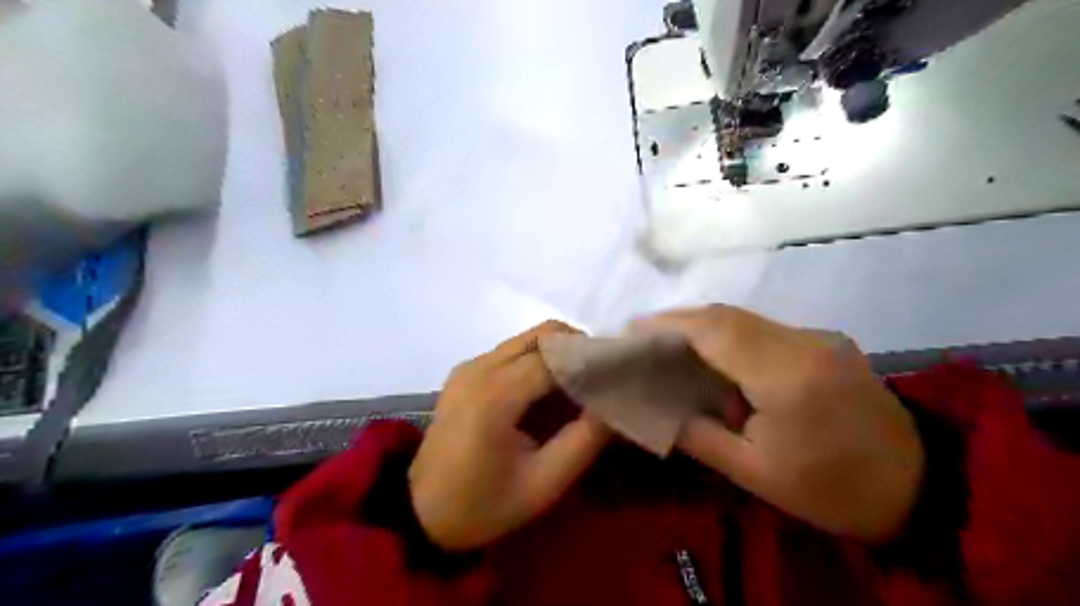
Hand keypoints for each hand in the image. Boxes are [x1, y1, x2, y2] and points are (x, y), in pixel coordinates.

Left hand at [411, 323, 611, 553]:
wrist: (420, 514)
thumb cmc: (484, 505)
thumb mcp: (544, 483)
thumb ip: (584, 439)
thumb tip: (615, 402)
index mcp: (495, 395)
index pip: (555, 356)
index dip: (591, 359)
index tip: (619, 373)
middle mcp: (479, 368)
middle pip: (541, 335)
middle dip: (577, 348)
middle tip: (600, 378)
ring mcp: (468, 367)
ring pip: (526, 339)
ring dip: (557, 353)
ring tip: (577, 386)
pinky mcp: (464, 372)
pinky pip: (509, 351)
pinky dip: (536, 360)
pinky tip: (546, 392)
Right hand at [635, 308, 923, 542]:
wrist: (920, 487)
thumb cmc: (831, 489)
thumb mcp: (754, 472)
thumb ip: (698, 434)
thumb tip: (658, 407)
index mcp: (787, 376)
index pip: (715, 331)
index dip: (668, 324)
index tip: (631, 330)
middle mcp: (804, 342)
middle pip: (728, 316)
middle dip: (678, 321)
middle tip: (642, 337)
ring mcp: (819, 337)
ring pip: (744, 318)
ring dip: (701, 326)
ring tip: (666, 344)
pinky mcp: (824, 341)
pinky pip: (763, 328)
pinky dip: (728, 335)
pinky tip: (711, 353)